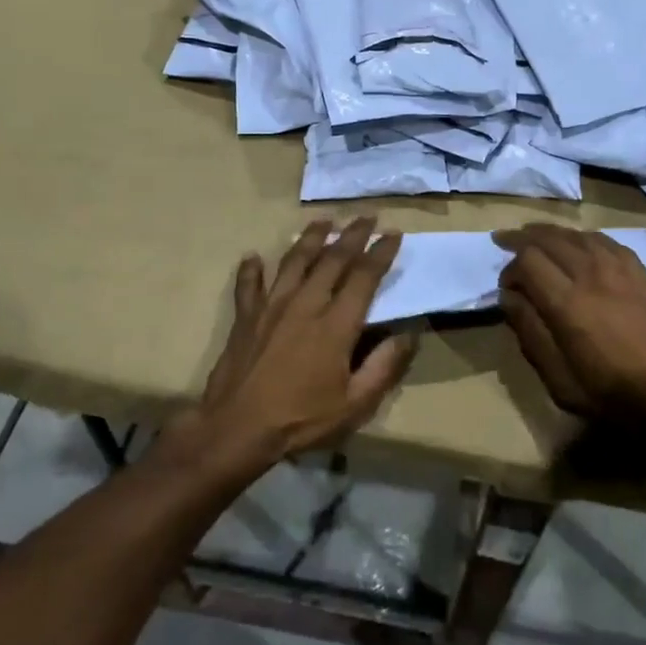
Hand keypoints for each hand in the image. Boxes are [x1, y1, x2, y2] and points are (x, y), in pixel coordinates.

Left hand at [185, 217, 417, 472]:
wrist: (237, 428)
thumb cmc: (300, 419)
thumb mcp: (355, 404)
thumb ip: (383, 366)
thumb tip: (408, 334)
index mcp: (336, 324)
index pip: (364, 277)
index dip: (381, 253)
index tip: (393, 234)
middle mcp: (305, 304)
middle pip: (332, 259)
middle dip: (352, 234)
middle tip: (367, 216)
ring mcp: (271, 306)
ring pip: (294, 260)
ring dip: (311, 238)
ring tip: (323, 221)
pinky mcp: (246, 316)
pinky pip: (248, 284)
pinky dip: (251, 269)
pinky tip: (253, 256)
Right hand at [496, 225, 645, 427]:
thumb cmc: (617, 396)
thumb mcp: (562, 381)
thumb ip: (531, 334)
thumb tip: (509, 298)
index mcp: (567, 302)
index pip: (527, 260)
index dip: (509, 268)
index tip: (506, 288)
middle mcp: (591, 274)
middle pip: (549, 238)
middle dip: (522, 238)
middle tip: (505, 241)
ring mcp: (620, 269)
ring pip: (577, 235)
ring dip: (551, 233)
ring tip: (536, 236)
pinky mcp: (642, 272)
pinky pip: (606, 241)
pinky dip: (583, 237)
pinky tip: (579, 244)